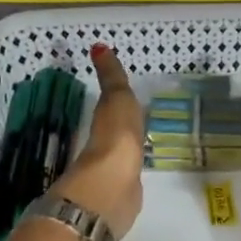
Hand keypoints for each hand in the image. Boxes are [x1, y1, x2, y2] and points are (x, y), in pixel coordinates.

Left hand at [52, 44, 145, 239]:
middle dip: (124, 128)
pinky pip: (130, 177)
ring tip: (144, 146)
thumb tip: (97, 46)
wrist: (112, 185)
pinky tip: (141, 174)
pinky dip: (133, 173)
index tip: (128, 97)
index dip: (117, 102)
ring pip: (122, 156)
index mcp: (105, 124)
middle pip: (116, 133)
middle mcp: (106, 147)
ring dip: (128, 151)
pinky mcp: (124, 195)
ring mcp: (115, 172)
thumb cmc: (115, 135)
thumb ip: (111, 77)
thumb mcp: (116, 98)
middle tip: (140, 120)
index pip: (111, 109)